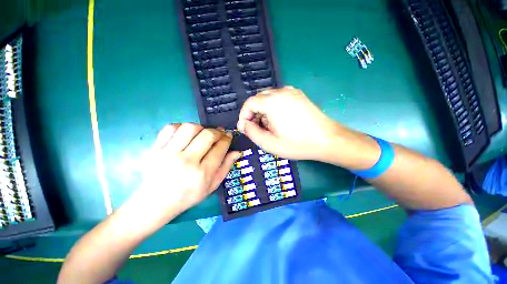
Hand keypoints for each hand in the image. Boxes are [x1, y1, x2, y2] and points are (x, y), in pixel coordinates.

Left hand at [139, 123, 239, 215]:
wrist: (156, 202)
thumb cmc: (188, 195)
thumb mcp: (212, 185)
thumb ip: (226, 167)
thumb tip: (237, 151)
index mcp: (202, 173)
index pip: (220, 148)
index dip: (227, 139)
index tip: (229, 135)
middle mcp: (186, 161)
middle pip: (207, 135)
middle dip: (217, 131)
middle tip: (219, 133)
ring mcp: (168, 154)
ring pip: (190, 128)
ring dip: (201, 127)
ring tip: (202, 133)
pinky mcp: (154, 149)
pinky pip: (170, 128)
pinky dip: (182, 127)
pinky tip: (185, 133)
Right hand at [237, 86, 339, 159]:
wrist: (327, 140)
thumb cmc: (297, 144)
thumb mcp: (269, 143)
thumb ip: (252, 132)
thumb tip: (244, 124)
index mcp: (272, 102)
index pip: (249, 103)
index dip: (244, 116)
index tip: (245, 128)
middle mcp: (281, 92)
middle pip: (259, 99)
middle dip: (254, 114)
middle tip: (257, 129)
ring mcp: (292, 92)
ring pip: (269, 99)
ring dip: (264, 112)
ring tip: (269, 127)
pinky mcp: (299, 96)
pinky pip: (279, 99)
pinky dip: (273, 108)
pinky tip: (280, 121)